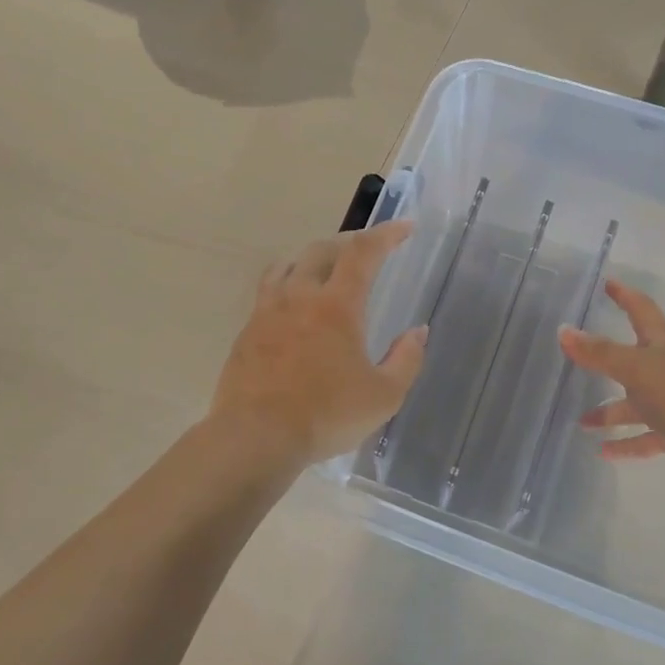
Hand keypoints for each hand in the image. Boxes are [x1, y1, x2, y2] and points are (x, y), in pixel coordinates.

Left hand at [209, 221, 428, 466]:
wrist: (255, 437)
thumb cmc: (326, 416)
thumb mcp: (384, 396)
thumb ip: (406, 360)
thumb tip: (418, 332)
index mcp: (336, 305)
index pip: (362, 253)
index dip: (386, 234)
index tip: (404, 227)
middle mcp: (299, 297)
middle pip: (322, 250)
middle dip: (348, 244)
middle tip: (366, 252)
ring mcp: (267, 312)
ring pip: (288, 265)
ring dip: (312, 259)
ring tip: (325, 271)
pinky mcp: (246, 332)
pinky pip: (267, 292)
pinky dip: (286, 285)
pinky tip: (292, 307)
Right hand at [559, 279, 664, 481]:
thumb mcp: (635, 368)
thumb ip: (599, 353)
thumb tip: (564, 331)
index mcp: (661, 345)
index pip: (641, 310)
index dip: (625, 296)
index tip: (608, 284)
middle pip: (632, 359)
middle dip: (606, 359)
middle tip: (579, 356)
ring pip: (633, 404)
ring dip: (608, 413)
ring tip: (582, 422)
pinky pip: (643, 437)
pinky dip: (624, 444)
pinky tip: (602, 451)